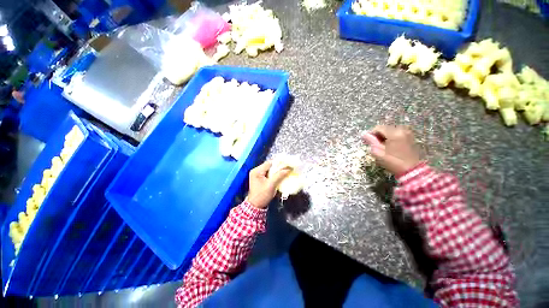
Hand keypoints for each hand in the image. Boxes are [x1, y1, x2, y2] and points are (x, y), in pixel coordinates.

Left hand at [247, 161, 291, 208]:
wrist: (255, 206)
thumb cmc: (262, 196)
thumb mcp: (271, 185)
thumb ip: (279, 176)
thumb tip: (288, 169)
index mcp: (256, 171)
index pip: (269, 163)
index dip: (279, 163)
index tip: (287, 164)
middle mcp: (256, 170)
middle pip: (269, 165)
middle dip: (279, 167)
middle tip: (288, 168)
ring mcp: (258, 174)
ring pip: (270, 169)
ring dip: (277, 170)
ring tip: (285, 171)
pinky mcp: (260, 178)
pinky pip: (269, 173)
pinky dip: (275, 174)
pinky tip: (280, 175)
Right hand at [361, 125, 420, 176]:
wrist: (412, 169)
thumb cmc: (393, 162)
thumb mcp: (379, 153)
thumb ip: (371, 142)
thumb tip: (364, 135)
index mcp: (394, 133)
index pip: (378, 128)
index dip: (371, 133)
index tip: (367, 141)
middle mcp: (401, 130)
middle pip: (384, 128)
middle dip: (377, 135)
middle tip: (373, 144)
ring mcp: (407, 132)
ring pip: (390, 130)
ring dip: (384, 136)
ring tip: (381, 145)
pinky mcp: (409, 136)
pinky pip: (396, 132)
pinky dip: (390, 137)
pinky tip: (389, 145)